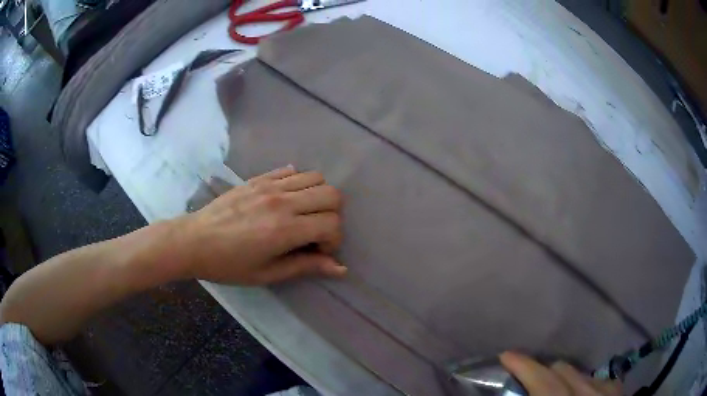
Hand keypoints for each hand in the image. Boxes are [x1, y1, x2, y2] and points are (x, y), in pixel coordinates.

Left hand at [173, 166, 346, 284]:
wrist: (194, 241)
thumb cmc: (228, 265)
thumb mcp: (267, 273)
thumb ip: (305, 266)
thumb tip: (340, 268)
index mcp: (285, 230)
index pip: (332, 224)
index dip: (333, 240)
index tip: (318, 251)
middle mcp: (282, 202)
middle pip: (332, 194)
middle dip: (333, 215)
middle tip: (315, 232)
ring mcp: (270, 186)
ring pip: (316, 177)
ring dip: (318, 197)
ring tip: (303, 214)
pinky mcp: (258, 178)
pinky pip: (291, 171)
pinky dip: (299, 183)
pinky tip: (286, 200)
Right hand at [500, 352, 621, 395]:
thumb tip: (519, 394)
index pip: (543, 383)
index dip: (523, 367)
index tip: (506, 355)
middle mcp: (587, 394)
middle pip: (561, 370)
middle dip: (542, 372)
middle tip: (528, 381)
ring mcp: (606, 391)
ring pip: (581, 372)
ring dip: (564, 379)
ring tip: (556, 392)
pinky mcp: (619, 391)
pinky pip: (600, 378)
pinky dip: (586, 384)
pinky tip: (583, 395)